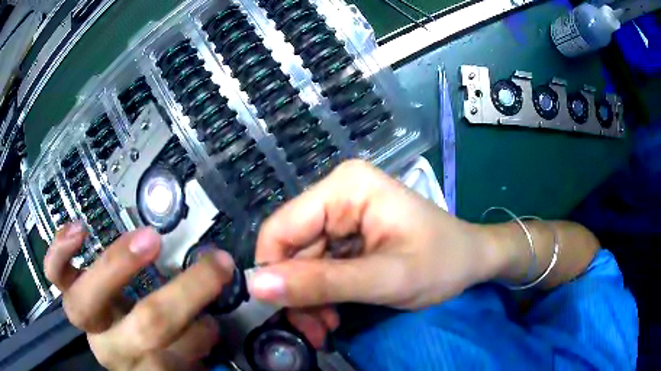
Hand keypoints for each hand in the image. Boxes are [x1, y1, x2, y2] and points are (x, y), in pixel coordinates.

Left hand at [45, 224, 234, 369]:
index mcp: (147, 366)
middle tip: (209, 263)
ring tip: (147, 240)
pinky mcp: (69, 293)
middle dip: (182, 294)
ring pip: (87, 302)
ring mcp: (86, 319)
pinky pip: (56, 274)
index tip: (224, 287)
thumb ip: (194, 340)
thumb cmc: (152, 351)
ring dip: (118, 268)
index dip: (202, 327)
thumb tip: (210, 315)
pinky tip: (80, 230)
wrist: (119, 348)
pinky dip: (61, 251)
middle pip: (146, 326)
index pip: (178, 353)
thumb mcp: (179, 356)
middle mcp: (112, 348)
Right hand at [247, 160, 504, 346]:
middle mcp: (336, 194)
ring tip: (325, 329)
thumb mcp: (385, 279)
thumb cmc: (442, 263)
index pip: (281, 229)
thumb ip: (322, 283)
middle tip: (313, 332)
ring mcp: (341, 214)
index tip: (280, 314)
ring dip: (309, 300)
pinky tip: (332, 316)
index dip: (273, 273)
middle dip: (297, 294)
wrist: (472, 261)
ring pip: (300, 263)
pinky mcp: (347, 235)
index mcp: (345, 187)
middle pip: (290, 249)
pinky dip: (320, 295)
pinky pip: (317, 268)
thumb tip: (256, 286)